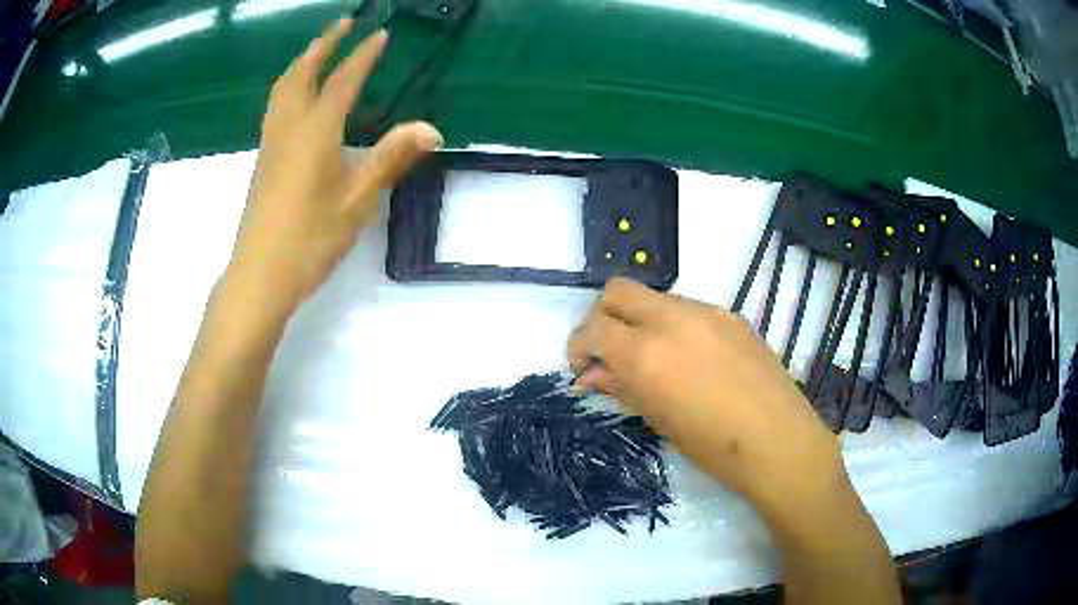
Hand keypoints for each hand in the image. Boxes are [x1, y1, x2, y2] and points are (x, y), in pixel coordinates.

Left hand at [227, 19, 441, 313]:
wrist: (259, 276)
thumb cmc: (309, 240)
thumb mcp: (357, 201)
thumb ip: (390, 159)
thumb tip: (431, 129)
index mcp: (315, 133)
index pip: (342, 82)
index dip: (362, 56)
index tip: (379, 34)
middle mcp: (288, 128)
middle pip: (301, 73)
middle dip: (323, 44)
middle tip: (343, 23)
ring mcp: (270, 144)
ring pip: (282, 89)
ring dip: (302, 61)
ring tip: (318, 49)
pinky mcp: (262, 161)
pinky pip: (275, 107)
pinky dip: (289, 85)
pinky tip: (297, 96)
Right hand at [567, 277, 843, 512]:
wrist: (780, 441)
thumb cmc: (714, 447)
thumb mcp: (660, 420)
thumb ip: (622, 387)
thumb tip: (591, 374)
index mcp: (647, 353)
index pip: (594, 327)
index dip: (578, 345)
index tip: (583, 369)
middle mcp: (672, 319)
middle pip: (618, 291)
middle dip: (602, 317)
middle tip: (608, 352)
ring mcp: (706, 312)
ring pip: (654, 297)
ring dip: (639, 320)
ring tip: (651, 359)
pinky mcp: (731, 315)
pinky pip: (688, 309)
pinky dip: (672, 325)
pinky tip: (688, 359)